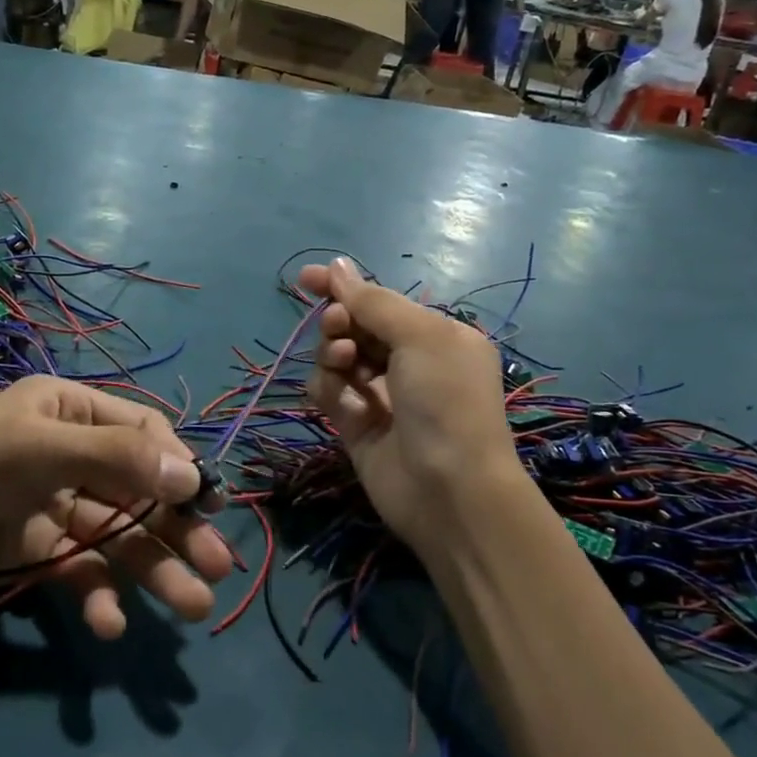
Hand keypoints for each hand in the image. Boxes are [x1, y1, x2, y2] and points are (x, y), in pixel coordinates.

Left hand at [0, 377, 233, 638]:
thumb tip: (194, 476)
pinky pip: (83, 568)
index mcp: (70, 410)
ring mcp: (55, 503)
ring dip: (153, 568)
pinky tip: (109, 623)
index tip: (207, 506)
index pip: (143, 433)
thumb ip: (116, 458)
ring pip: (119, 534)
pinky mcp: (38, 550)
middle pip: (139, 489)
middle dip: (177, 528)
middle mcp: (70, 452)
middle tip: (217, 568)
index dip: (179, 467)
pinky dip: (100, 593)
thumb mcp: (37, 451)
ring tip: (191, 607)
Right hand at [300, 259, 518, 553]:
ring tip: (343, 363)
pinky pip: (330, 392)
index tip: (306, 278)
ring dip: (333, 352)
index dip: (343, 286)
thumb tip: (337, 265)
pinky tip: (342, 399)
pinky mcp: (356, 424)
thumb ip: (373, 302)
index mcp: (435, 335)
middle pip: (355, 326)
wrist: (451, 491)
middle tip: (336, 325)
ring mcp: (381, 394)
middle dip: (339, 320)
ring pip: (337, 357)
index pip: (381, 300)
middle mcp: (408, 361)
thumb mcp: (420, 336)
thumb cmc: (446, 400)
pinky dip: (330, 389)